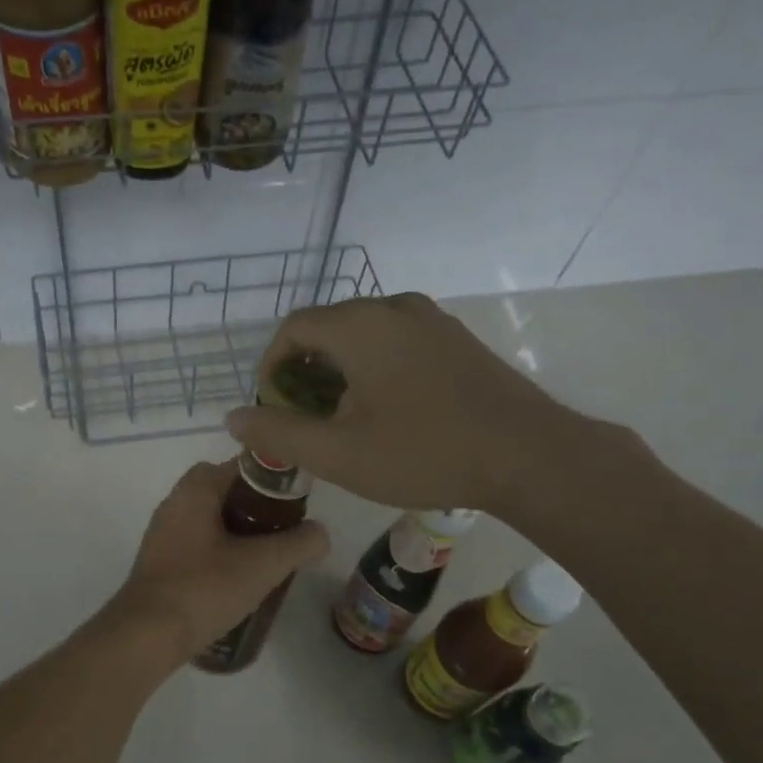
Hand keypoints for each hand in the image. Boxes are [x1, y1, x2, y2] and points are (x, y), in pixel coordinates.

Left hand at [106, 459, 329, 665]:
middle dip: (257, 509)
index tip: (297, 503)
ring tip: (268, 558)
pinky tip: (239, 580)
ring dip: (239, 533)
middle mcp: (174, 503)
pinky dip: (220, 553)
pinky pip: (198, 545)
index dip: (273, 480)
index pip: (241, 465)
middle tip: (284, 532)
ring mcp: (163, 534)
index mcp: (195, 490)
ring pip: (211, 520)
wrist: (147, 635)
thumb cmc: (204, 588)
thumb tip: (320, 533)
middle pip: (225, 492)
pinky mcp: (160, 562)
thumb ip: (299, 543)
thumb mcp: (263, 565)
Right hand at [224, 293, 599, 518]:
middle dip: (305, 371)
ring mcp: (432, 319)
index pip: (293, 328)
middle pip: (329, 328)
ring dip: (340, 371)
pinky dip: (374, 368)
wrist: (529, 456)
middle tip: (304, 419)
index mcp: (361, 324)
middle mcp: (394, 307)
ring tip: (341, 419)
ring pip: (364, 335)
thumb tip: (233, 418)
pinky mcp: (456, 339)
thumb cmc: (424, 453)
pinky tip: (386, 411)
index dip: (271, 367)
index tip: (273, 408)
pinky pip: (397, 341)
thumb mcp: (338, 453)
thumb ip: (278, 434)